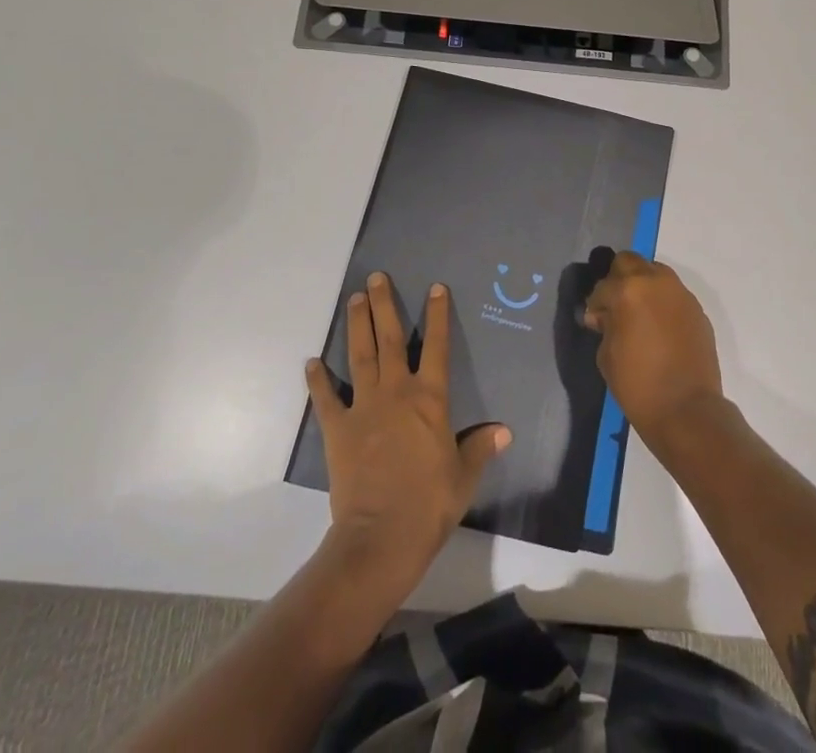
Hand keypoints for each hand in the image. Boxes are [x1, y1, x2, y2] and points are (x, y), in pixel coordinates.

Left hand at [306, 273, 510, 587]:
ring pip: (360, 356)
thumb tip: (503, 431)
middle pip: (390, 338)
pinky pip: (326, 399)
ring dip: (356, 326)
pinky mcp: (338, 429)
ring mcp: (363, 407)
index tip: (435, 287)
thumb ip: (481, 447)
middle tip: (376, 278)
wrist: (382, 537)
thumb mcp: (464, 475)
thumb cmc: (430, 504)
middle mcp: (396, 392)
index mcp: (430, 399)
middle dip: (384, 305)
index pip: (436, 346)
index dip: (437, 315)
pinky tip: (312, 363)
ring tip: (353, 299)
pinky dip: (318, 380)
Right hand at [583, 252, 724, 442]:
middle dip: (618, 280)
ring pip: (655, 273)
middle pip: (630, 262)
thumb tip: (605, 316)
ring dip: (643, 286)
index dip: (596, 304)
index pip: (603, 285)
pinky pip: (673, 295)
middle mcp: (657, 282)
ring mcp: (681, 294)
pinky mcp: (697, 310)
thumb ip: (605, 325)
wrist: (687, 410)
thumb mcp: (607, 355)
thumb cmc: (638, 384)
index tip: (595, 322)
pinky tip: (659, 328)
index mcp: (629, 290)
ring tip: (639, 315)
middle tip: (615, 307)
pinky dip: (662, 303)